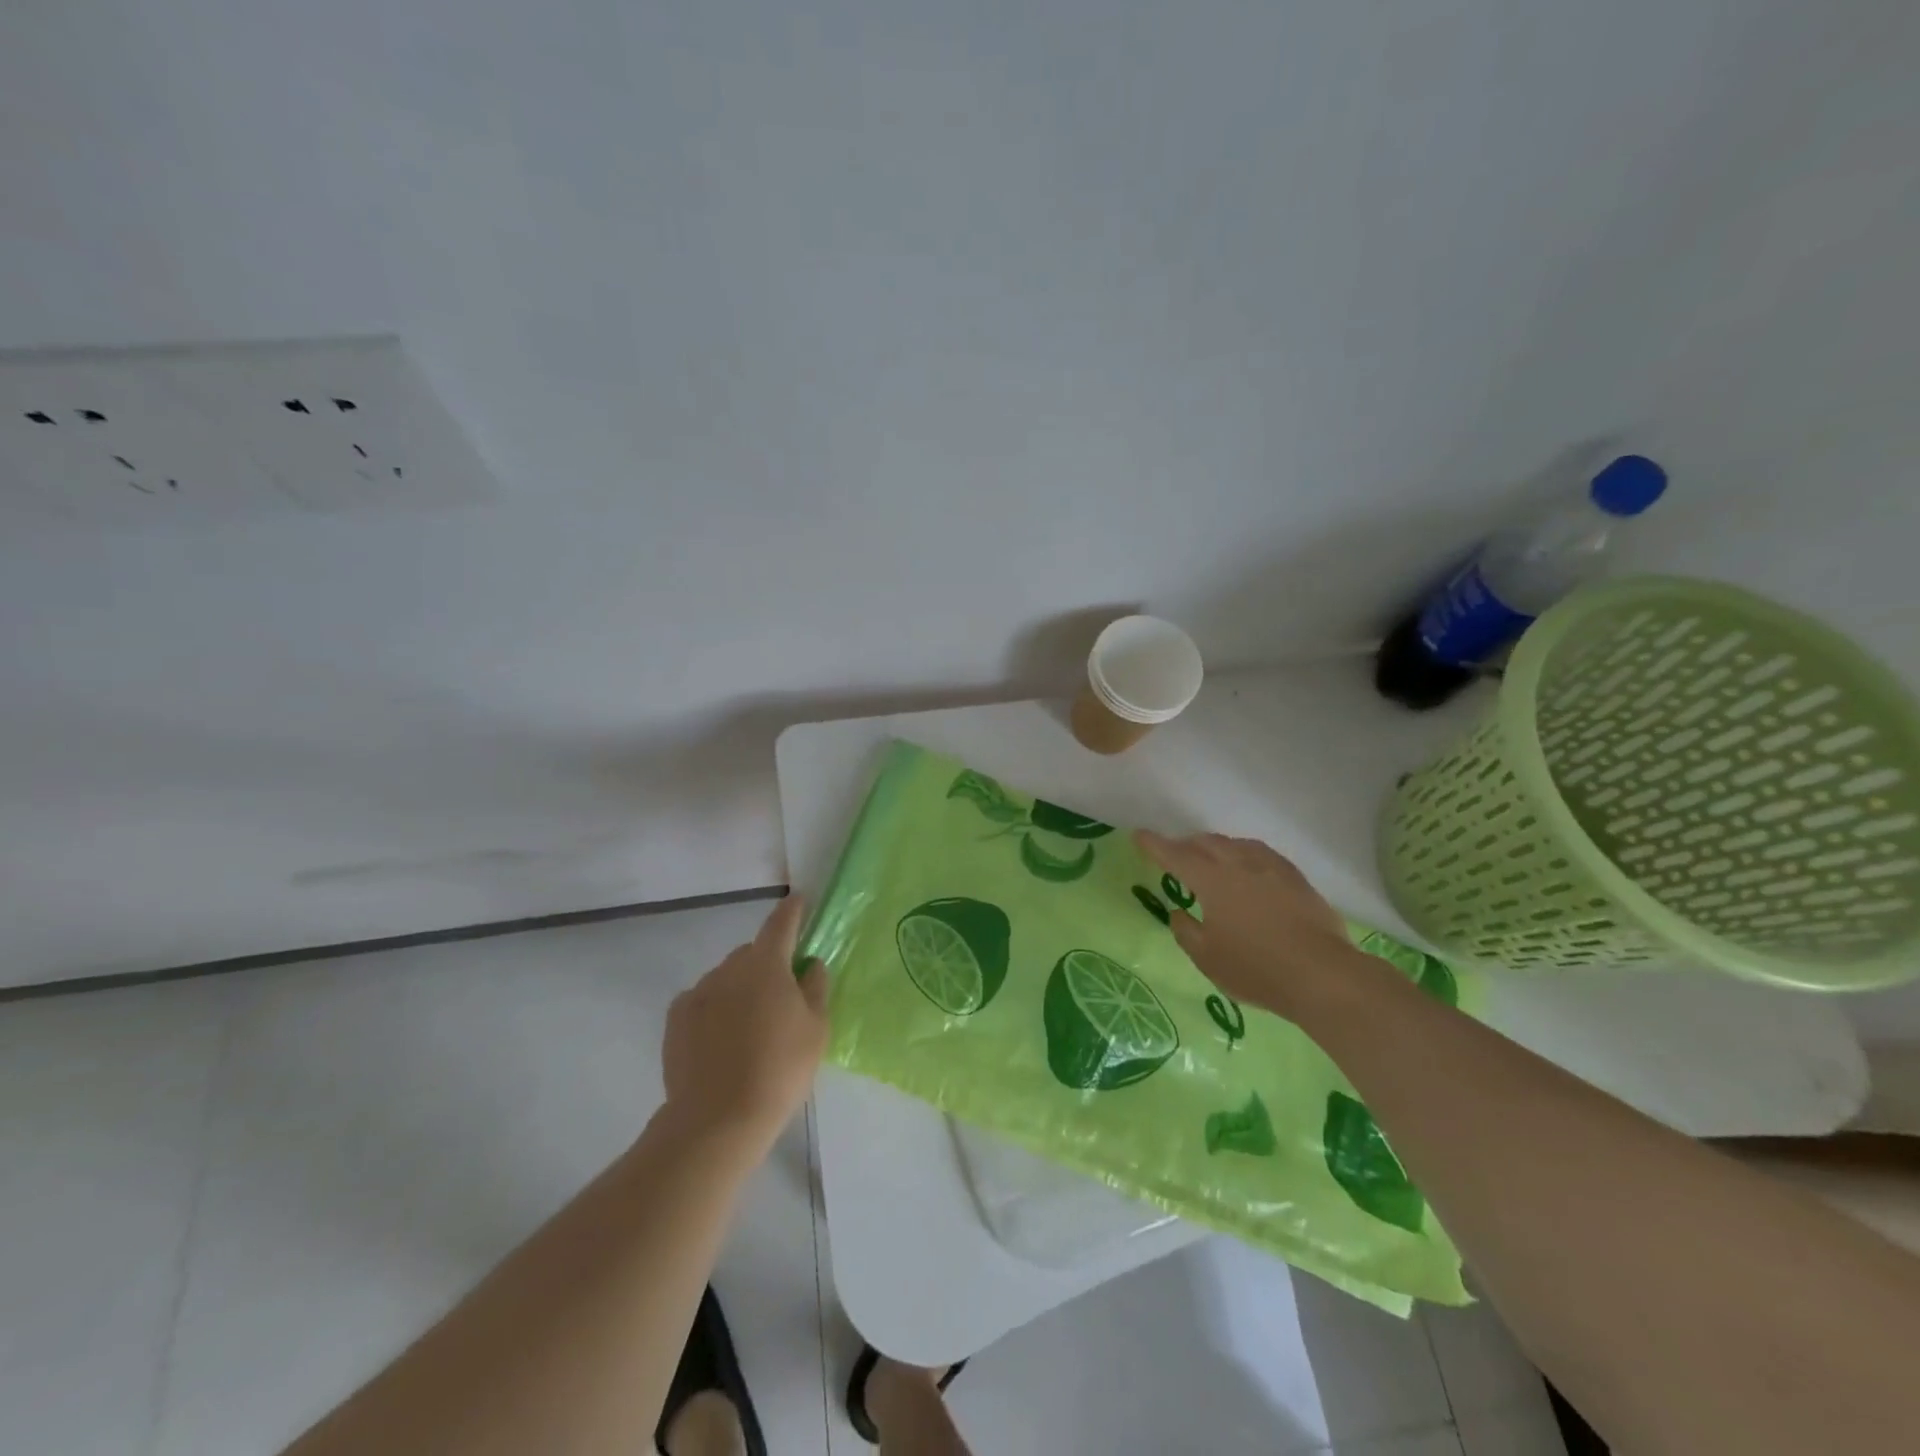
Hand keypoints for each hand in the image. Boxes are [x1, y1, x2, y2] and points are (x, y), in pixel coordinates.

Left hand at [661, 896, 829, 1151]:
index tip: (799, 899)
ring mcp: (698, 992)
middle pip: (752, 953)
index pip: (781, 924)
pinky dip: (714, 1008)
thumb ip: (816, 989)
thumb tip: (810, 965)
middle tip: (781, 995)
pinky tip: (721, 1039)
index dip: (792, 910)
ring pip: (726, 977)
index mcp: (767, 964)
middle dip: (767, 963)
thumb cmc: (779, 1069)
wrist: (717, 1119)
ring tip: (749, 1026)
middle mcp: (729, 968)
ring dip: (740, 988)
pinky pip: (702, 1000)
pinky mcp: (675, 1019)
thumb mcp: (816, 1030)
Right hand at [1136, 830, 1370, 1018]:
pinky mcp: (1295, 878)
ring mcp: (1271, 867)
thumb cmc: (1255, 968)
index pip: (1176, 855)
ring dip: (1216, 847)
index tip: (1140, 835)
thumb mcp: (1207, 958)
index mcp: (1211, 880)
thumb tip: (1178, 913)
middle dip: (1186, 845)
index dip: (1155, 845)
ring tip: (1211, 859)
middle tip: (1176, 855)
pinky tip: (1248, 868)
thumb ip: (1186, 931)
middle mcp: (1239, 864)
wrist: (1322, 974)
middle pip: (1206, 843)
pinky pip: (1261, 854)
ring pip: (1235, 844)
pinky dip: (1244, 854)